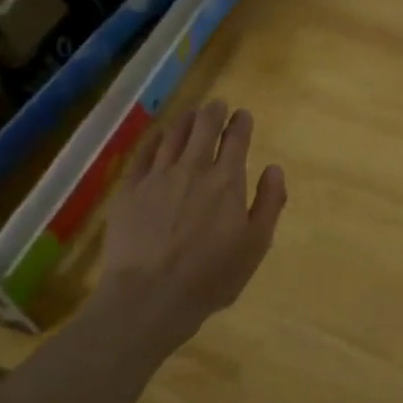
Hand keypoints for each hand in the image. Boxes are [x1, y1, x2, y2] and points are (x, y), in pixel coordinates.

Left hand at [94, 99, 286, 336]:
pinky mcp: (128, 191)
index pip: (236, 139)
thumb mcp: (256, 245)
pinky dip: (155, 139)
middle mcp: (192, 169)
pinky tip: (158, 136)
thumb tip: (274, 168)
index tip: (243, 115)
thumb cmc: (211, 276)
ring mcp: (156, 177)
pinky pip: (143, 154)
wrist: (149, 297)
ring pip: (173, 136)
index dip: (241, 123)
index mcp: (226, 181)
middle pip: (203, 128)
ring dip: (186, 121)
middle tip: (217, 105)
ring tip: (192, 114)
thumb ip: (269, 203)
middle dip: (213, 113)